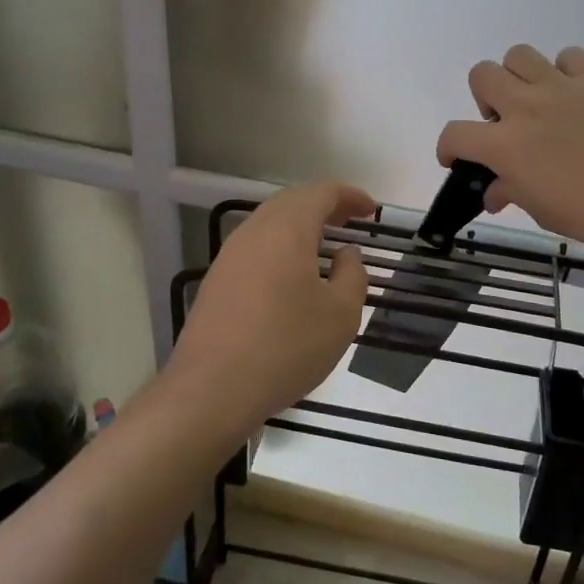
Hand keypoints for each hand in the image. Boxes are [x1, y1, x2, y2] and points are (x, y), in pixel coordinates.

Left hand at [166, 180, 375, 428]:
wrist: (212, 390)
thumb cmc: (286, 347)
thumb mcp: (341, 315)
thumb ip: (352, 275)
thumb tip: (346, 254)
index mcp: (287, 229)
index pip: (322, 193)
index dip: (350, 196)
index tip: (372, 210)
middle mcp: (254, 231)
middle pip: (292, 201)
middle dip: (325, 205)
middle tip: (352, 220)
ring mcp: (229, 255)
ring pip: (270, 223)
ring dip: (301, 225)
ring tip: (326, 243)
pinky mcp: (217, 280)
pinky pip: (255, 247)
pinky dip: (281, 246)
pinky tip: (293, 273)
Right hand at [436, 45, 583, 266]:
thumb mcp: (541, 210)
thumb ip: (510, 191)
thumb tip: (496, 190)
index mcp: (506, 145)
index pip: (455, 134)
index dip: (448, 148)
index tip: (458, 159)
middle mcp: (526, 106)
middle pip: (482, 74)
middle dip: (484, 99)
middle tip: (505, 124)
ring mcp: (562, 87)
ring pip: (519, 55)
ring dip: (518, 77)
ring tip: (537, 103)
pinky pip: (568, 57)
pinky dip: (564, 71)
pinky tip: (575, 97)